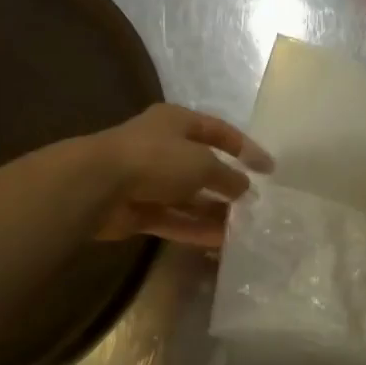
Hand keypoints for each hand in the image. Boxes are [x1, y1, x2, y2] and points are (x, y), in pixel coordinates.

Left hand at [92, 104, 272, 248]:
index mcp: (176, 122)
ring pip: (188, 197)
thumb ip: (227, 177)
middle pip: (202, 166)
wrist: (97, 185)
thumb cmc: (155, 159)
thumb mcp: (202, 163)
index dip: (245, 148)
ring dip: (214, 211)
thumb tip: (244, 189)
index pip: (218, 131)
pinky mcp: (138, 209)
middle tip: (254, 204)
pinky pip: (173, 219)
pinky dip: (195, 229)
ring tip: (243, 228)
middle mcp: (162, 147)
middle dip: (228, 185)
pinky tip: (221, 242)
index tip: (269, 169)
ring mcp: (148, 179)